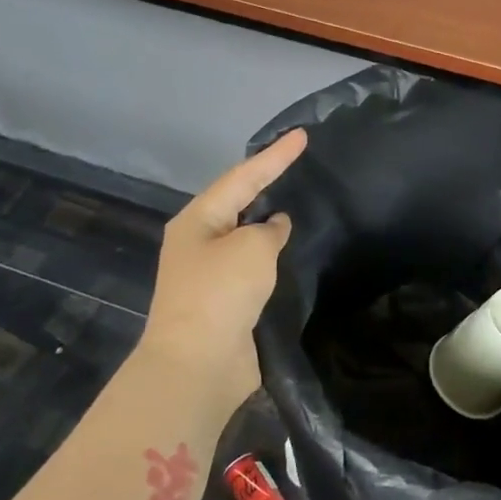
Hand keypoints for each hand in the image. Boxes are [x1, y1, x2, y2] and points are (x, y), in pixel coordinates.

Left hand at [132, 130, 306, 425]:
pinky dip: (271, 255)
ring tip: (298, 200)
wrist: (197, 364)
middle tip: (297, 162)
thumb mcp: (252, 248)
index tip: (302, 135)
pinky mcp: (225, 301)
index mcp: (198, 220)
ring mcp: (209, 273)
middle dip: (266, 182)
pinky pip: (252, 266)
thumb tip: (273, 227)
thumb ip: (268, 230)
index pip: (243, 177)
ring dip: (268, 220)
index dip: (275, 156)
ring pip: (245, 236)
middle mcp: (199, 242)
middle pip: (238, 202)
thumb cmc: (221, 294)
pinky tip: (291, 250)